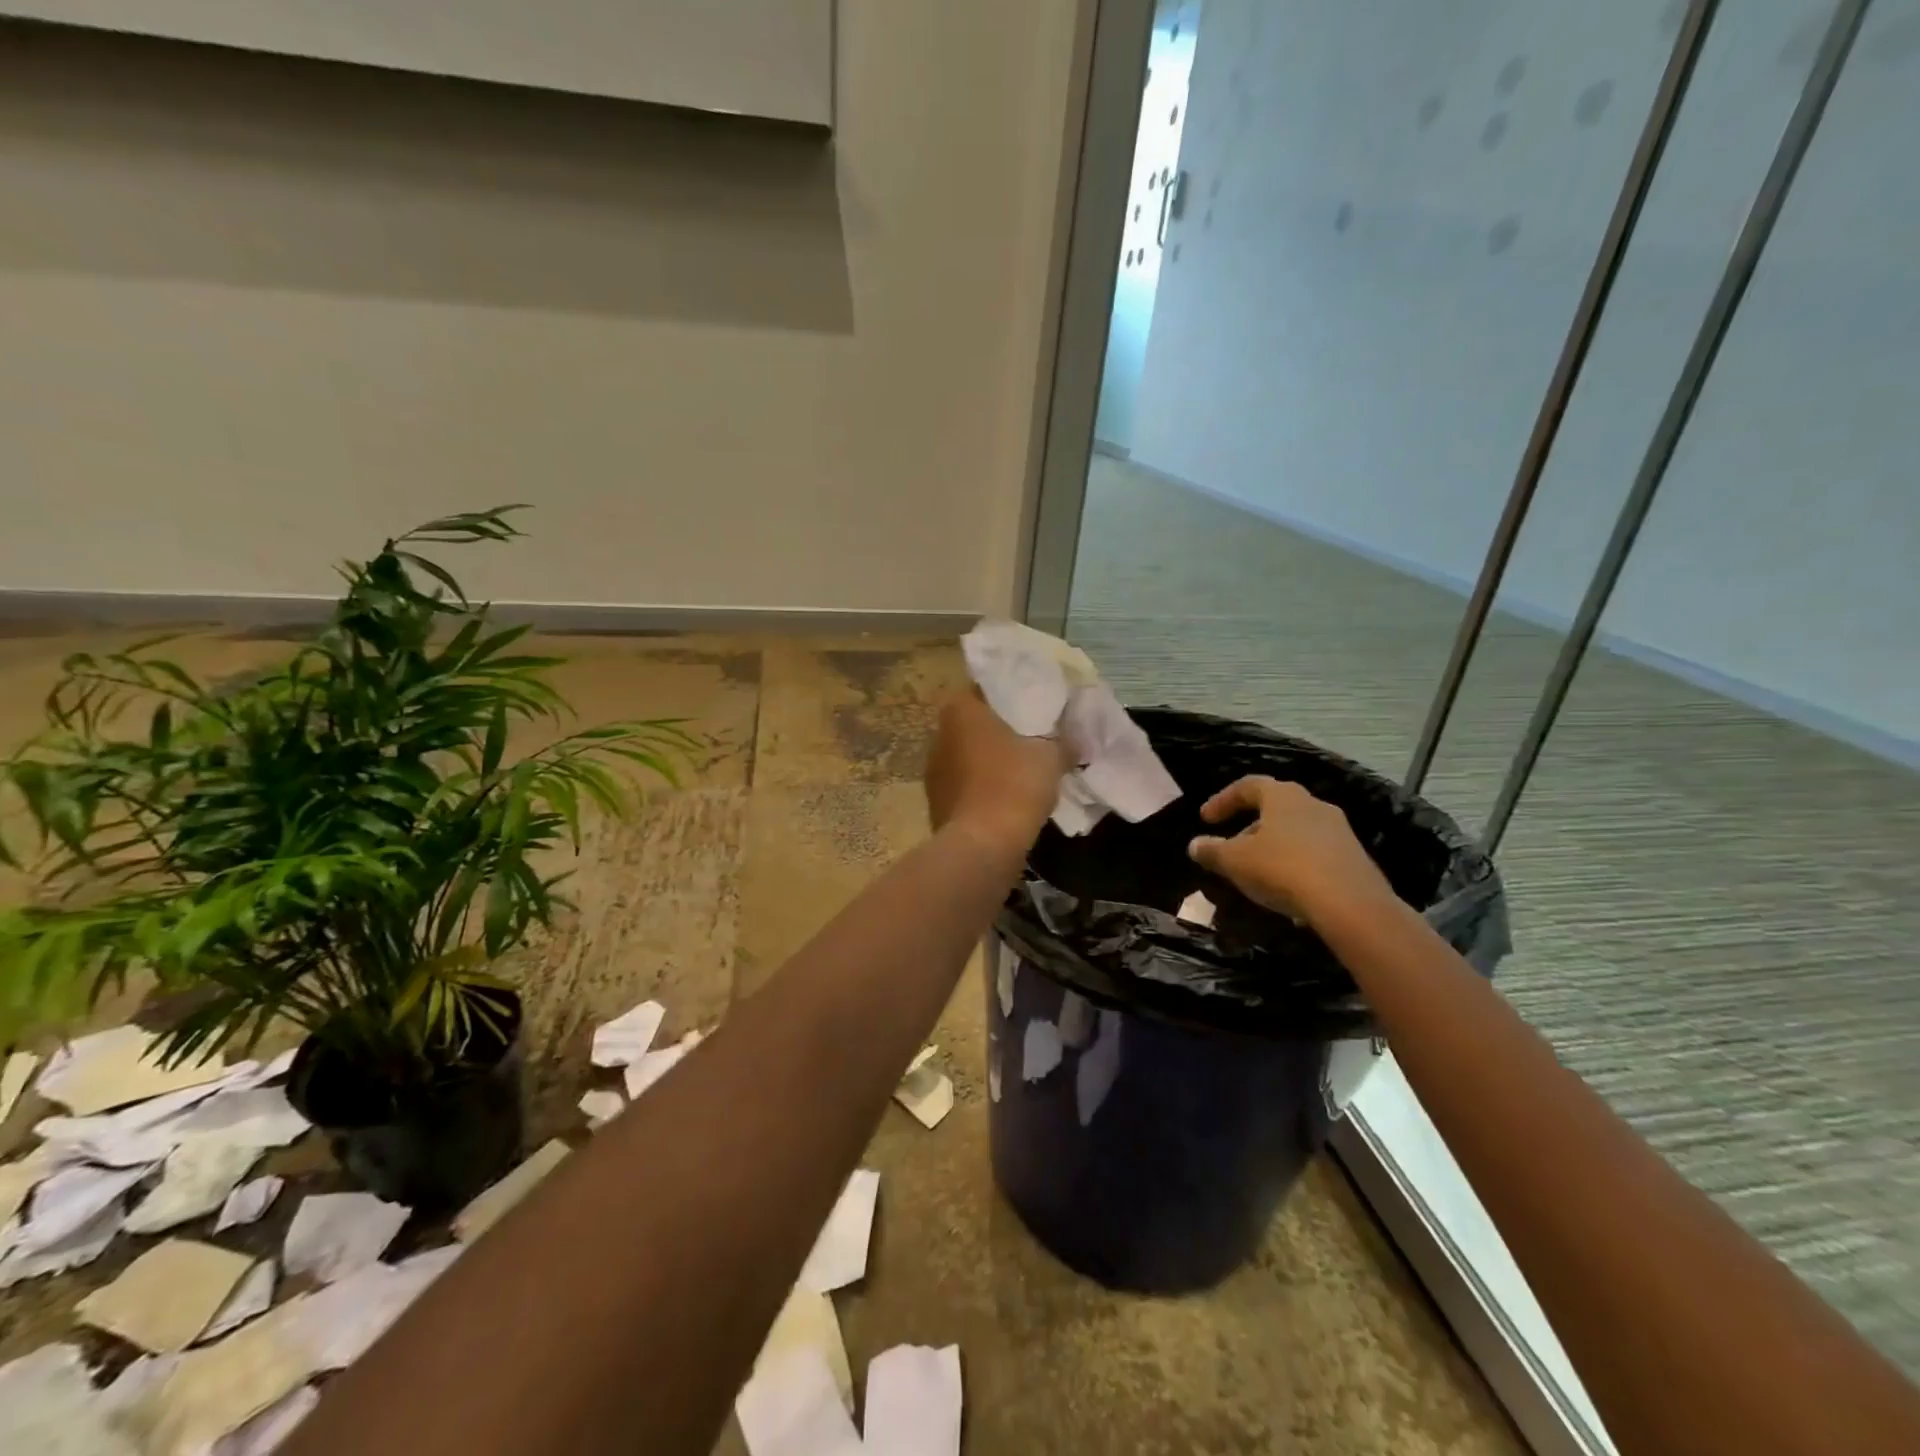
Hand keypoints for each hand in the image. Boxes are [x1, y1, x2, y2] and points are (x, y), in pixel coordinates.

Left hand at [924, 691, 1068, 848]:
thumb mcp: (1052, 757)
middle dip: (999, 731)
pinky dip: (982, 789)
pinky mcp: (936, 802)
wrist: (982, 845)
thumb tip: (1075, 740)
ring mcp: (933, 770)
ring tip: (1021, 771)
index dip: (1010, 697)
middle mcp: (939, 734)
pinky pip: (964, 786)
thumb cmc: (1014, 785)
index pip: (984, 690)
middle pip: (974, 724)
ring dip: (989, 762)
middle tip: (1031, 738)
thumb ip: (1064, 742)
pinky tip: (1005, 799)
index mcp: (960, 710)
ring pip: (967, 756)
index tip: (1033, 706)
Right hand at [1187, 776, 1396, 925]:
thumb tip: (1195, 845)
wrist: (1351, 905)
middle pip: (1274, 808)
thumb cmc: (1283, 869)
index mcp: (1283, 796)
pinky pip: (1315, 855)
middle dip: (1249, 828)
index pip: (1248, 785)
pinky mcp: (1354, 858)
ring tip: (1257, 873)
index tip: (1205, 819)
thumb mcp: (1235, 861)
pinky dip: (1295, 865)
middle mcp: (1313, 805)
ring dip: (1273, 847)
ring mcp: (1338, 831)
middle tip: (1231, 849)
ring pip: (1296, 832)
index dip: (1223, 800)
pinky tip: (1286, 891)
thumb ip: (1212, 850)